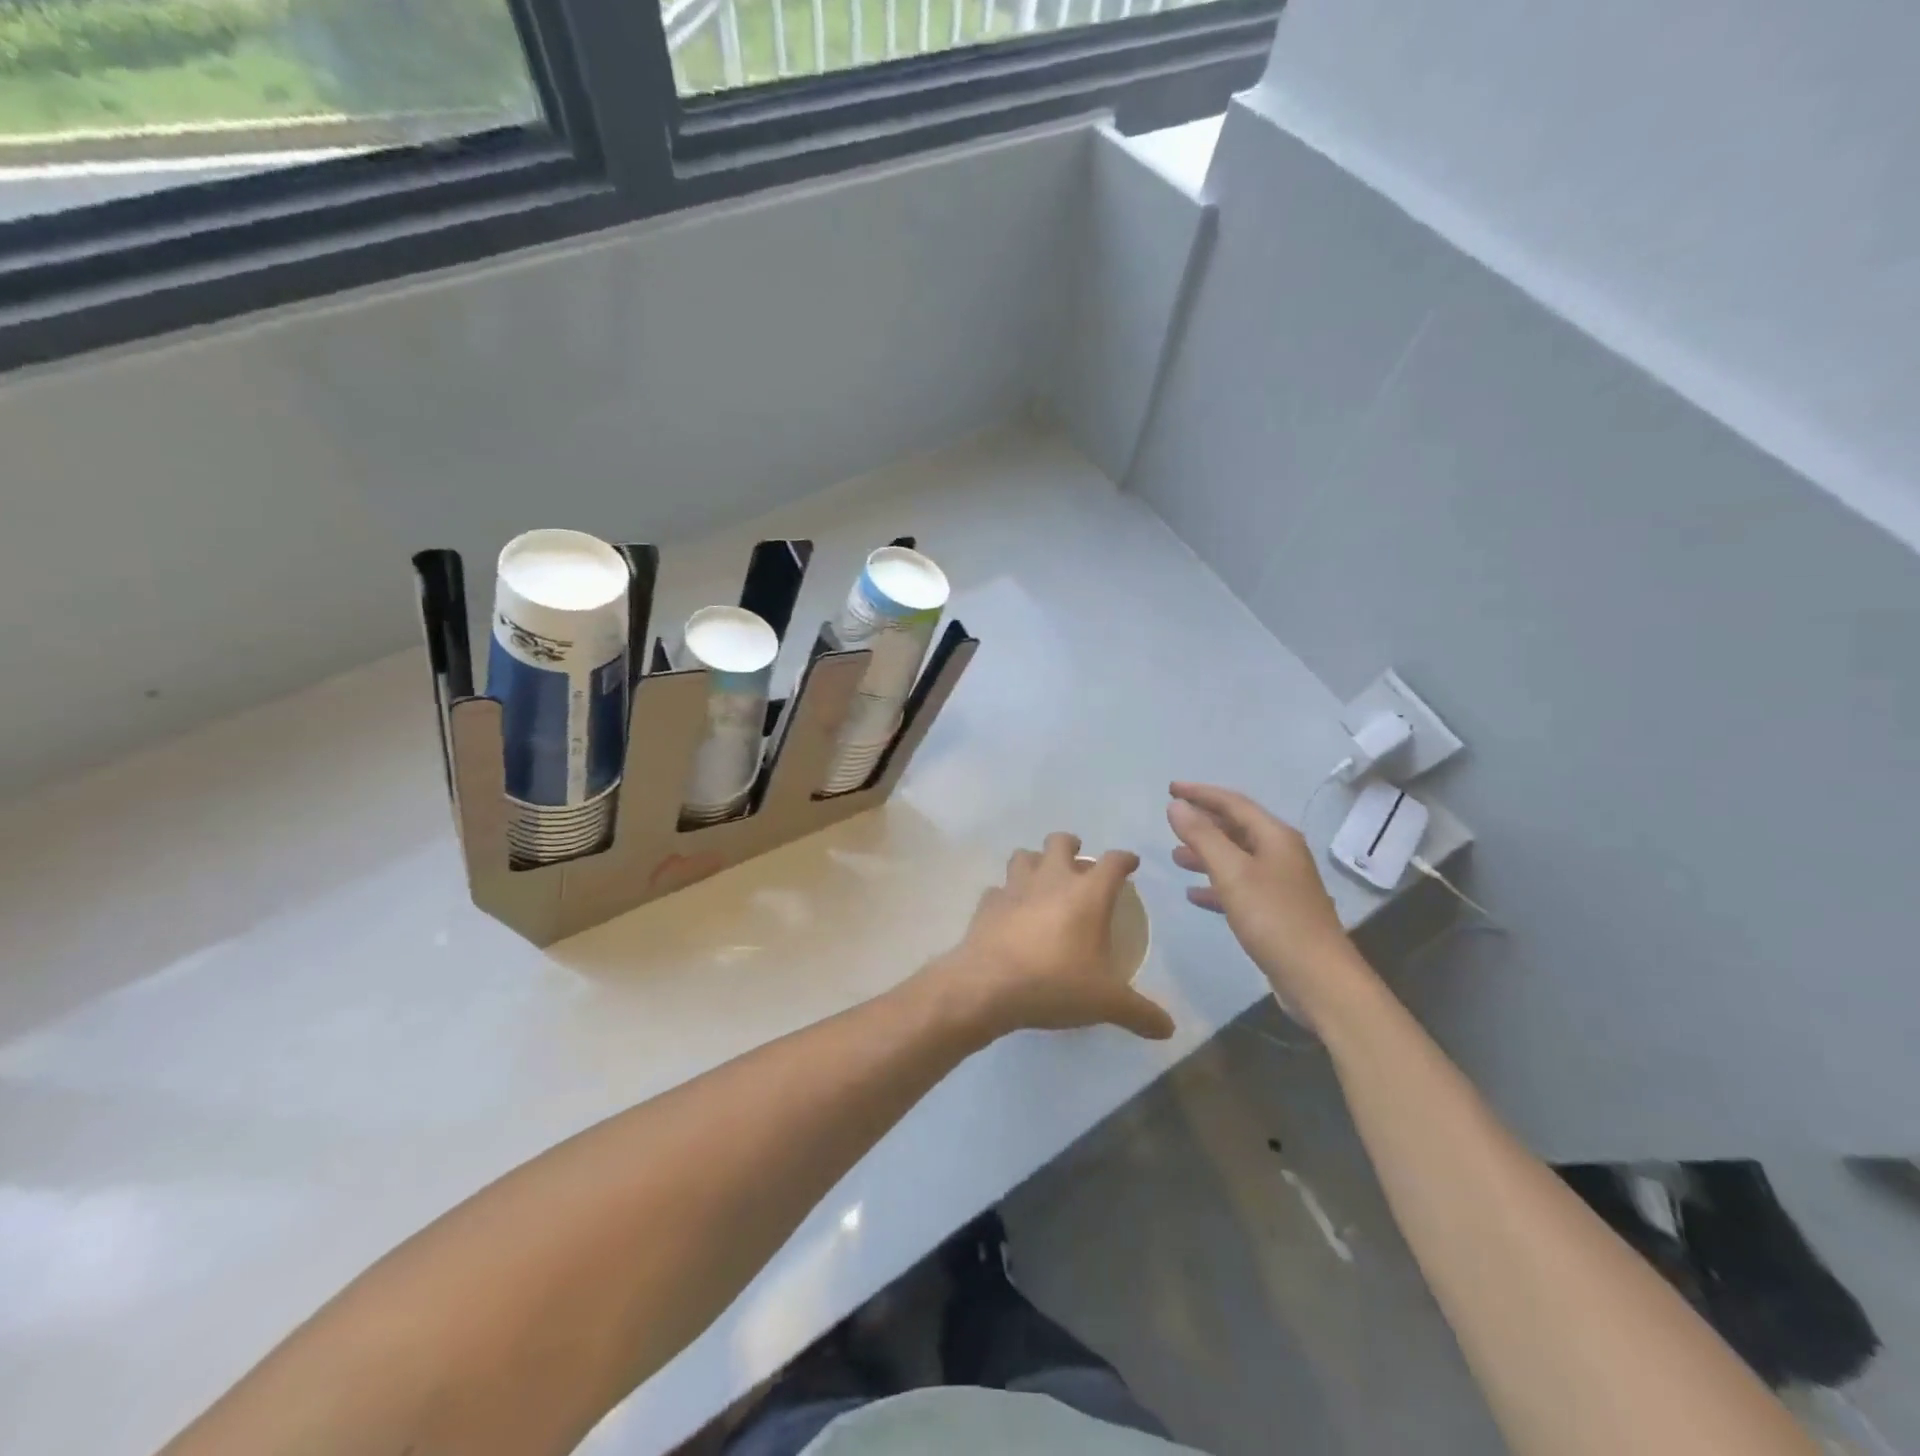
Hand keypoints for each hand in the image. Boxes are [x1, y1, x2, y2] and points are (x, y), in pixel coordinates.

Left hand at [925, 833, 1174, 1043]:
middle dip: (1071, 845)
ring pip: (1024, 856)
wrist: (988, 986)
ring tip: (1041, 879)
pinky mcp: (987, 903)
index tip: (1130, 863)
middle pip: (1060, 842)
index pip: (1112, 862)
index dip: (1124, 859)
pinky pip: (998, 889)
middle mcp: (1051, 880)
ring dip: (1035, 862)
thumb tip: (1168, 1028)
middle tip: (1078, 861)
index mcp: (1087, 894)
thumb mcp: (1106, 1003)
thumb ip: (1140, 1013)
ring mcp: (1015, 888)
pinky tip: (1010, 911)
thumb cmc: (1056, 984)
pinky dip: (1006, 895)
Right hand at [1166, 782, 1372, 1026]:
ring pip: (1237, 858)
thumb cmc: (1274, 918)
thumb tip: (1176, 805)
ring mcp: (1281, 883)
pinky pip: (1240, 886)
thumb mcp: (1232, 873)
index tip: (1170, 788)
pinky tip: (1195, 894)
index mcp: (1275, 837)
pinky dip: (1216, 885)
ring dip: (1207, 854)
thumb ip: (1202, 836)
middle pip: (1237, 828)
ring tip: (1176, 857)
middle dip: (1203, 822)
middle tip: (1171, 820)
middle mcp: (1281, 854)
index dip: (1201, 793)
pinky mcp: (1277, 911)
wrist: (1318, 979)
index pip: (1233, 803)